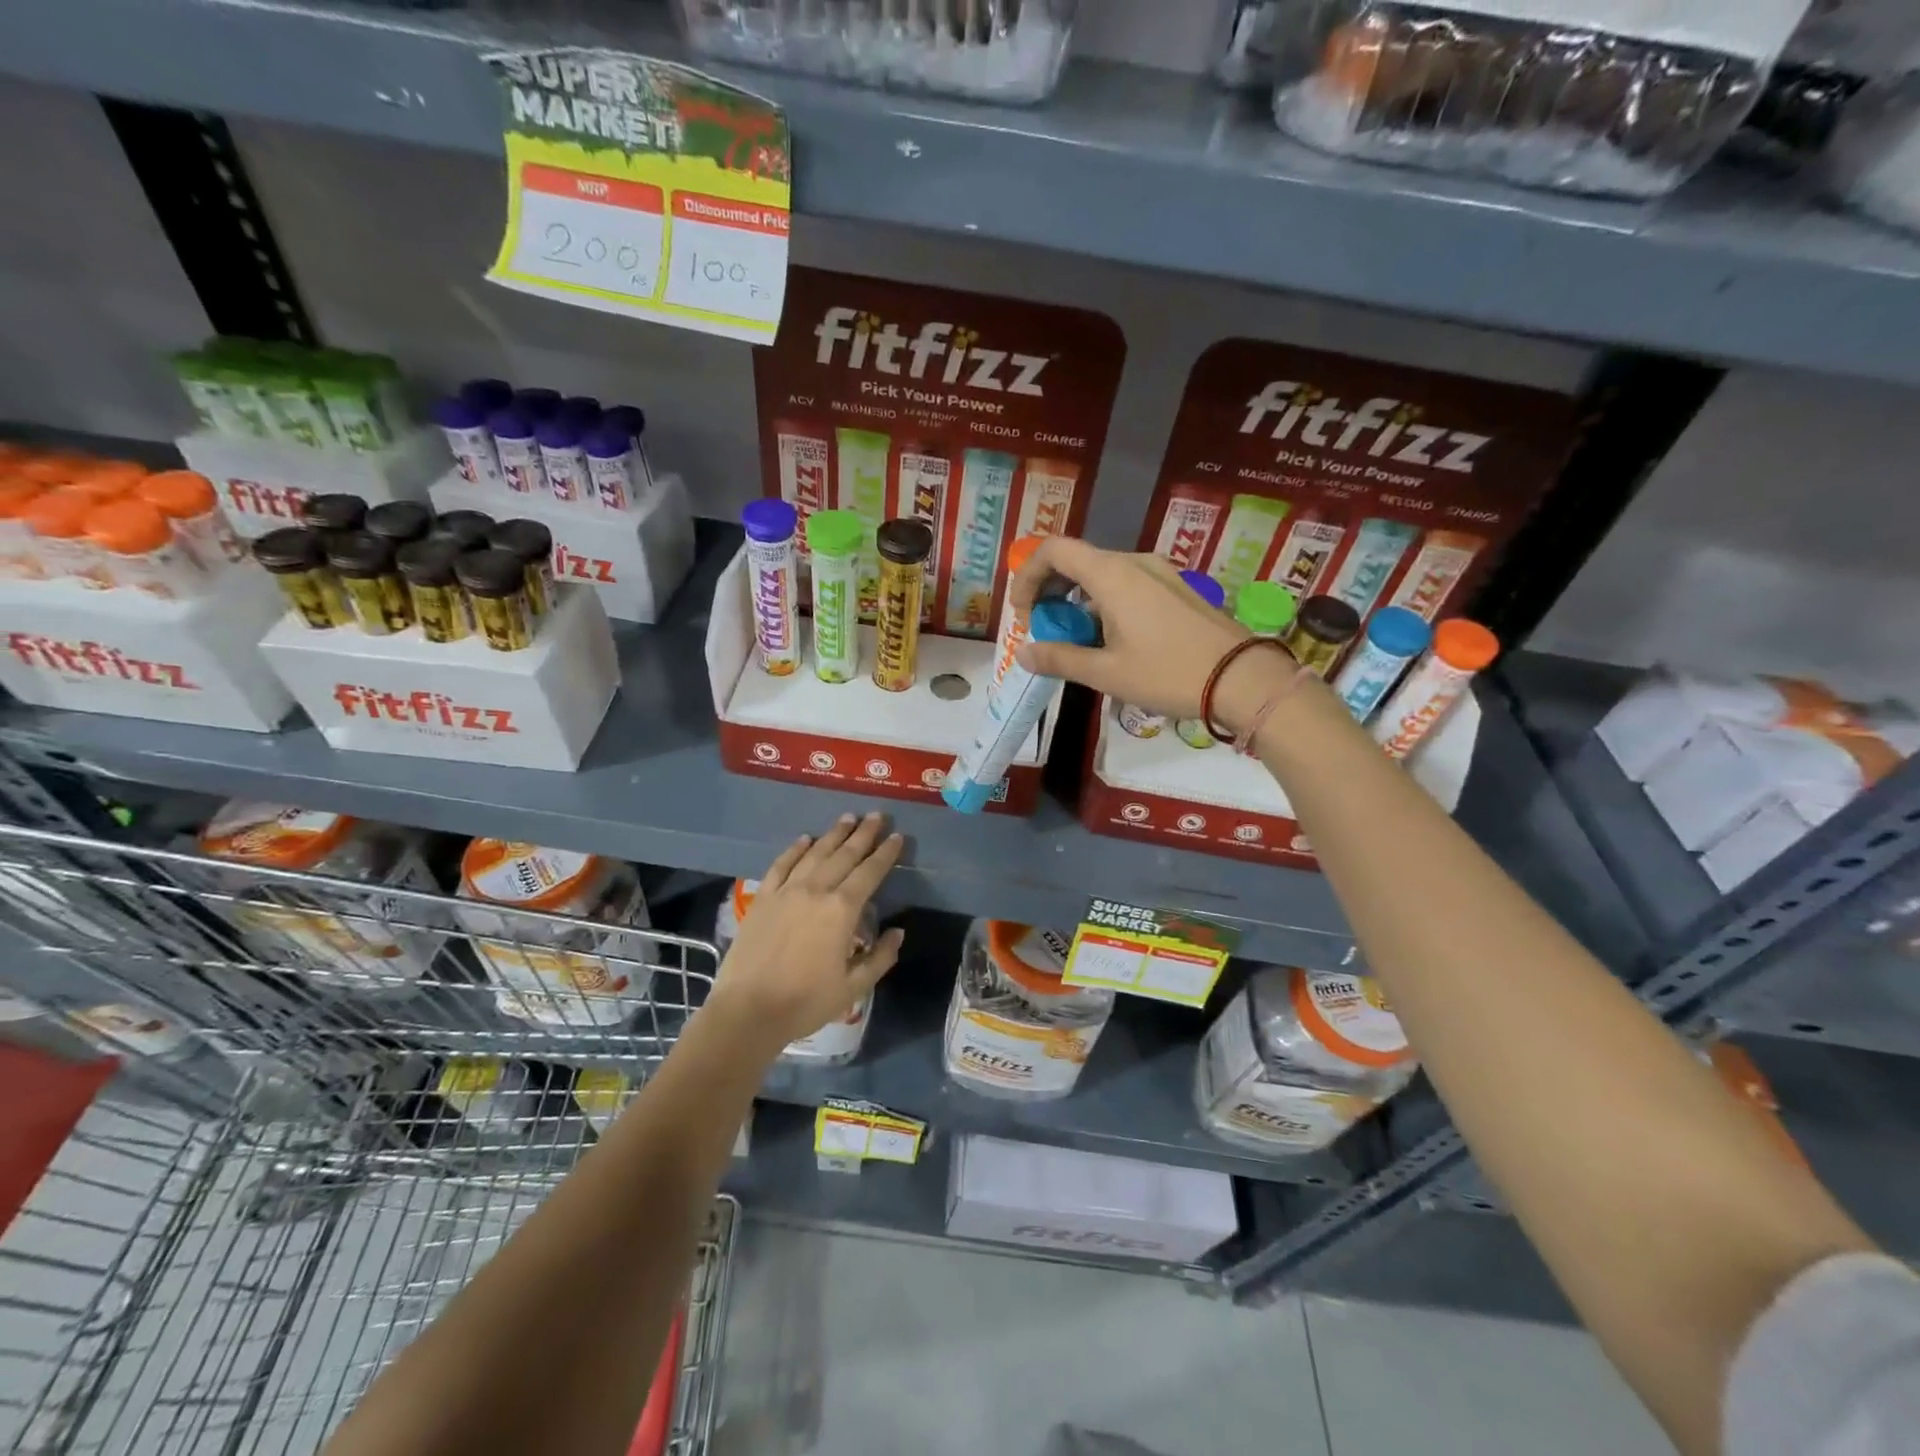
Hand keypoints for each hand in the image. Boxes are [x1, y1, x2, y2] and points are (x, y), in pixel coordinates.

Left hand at [708, 813, 905, 1050]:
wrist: (748, 1011)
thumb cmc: (806, 1002)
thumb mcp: (853, 987)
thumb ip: (880, 957)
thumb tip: (898, 932)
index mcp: (842, 910)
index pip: (870, 872)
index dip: (886, 853)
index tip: (898, 836)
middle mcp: (816, 890)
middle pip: (844, 854)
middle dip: (864, 834)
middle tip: (877, 816)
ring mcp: (786, 891)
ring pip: (815, 853)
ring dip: (833, 834)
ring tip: (848, 818)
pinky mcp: (763, 898)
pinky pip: (781, 865)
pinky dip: (795, 849)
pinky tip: (804, 839)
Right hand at [1011, 537, 1284, 730]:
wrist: (1244, 679)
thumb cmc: (1168, 674)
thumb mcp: (1106, 672)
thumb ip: (1059, 659)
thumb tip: (1023, 654)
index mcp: (1112, 575)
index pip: (1054, 550)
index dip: (1028, 575)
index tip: (1021, 612)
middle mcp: (1134, 562)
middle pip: (1077, 560)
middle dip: (1050, 590)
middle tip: (1043, 628)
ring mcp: (1160, 572)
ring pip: (1102, 573)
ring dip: (1077, 599)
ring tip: (1075, 639)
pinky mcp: (1176, 588)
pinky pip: (1127, 584)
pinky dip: (1103, 602)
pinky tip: (1110, 638)